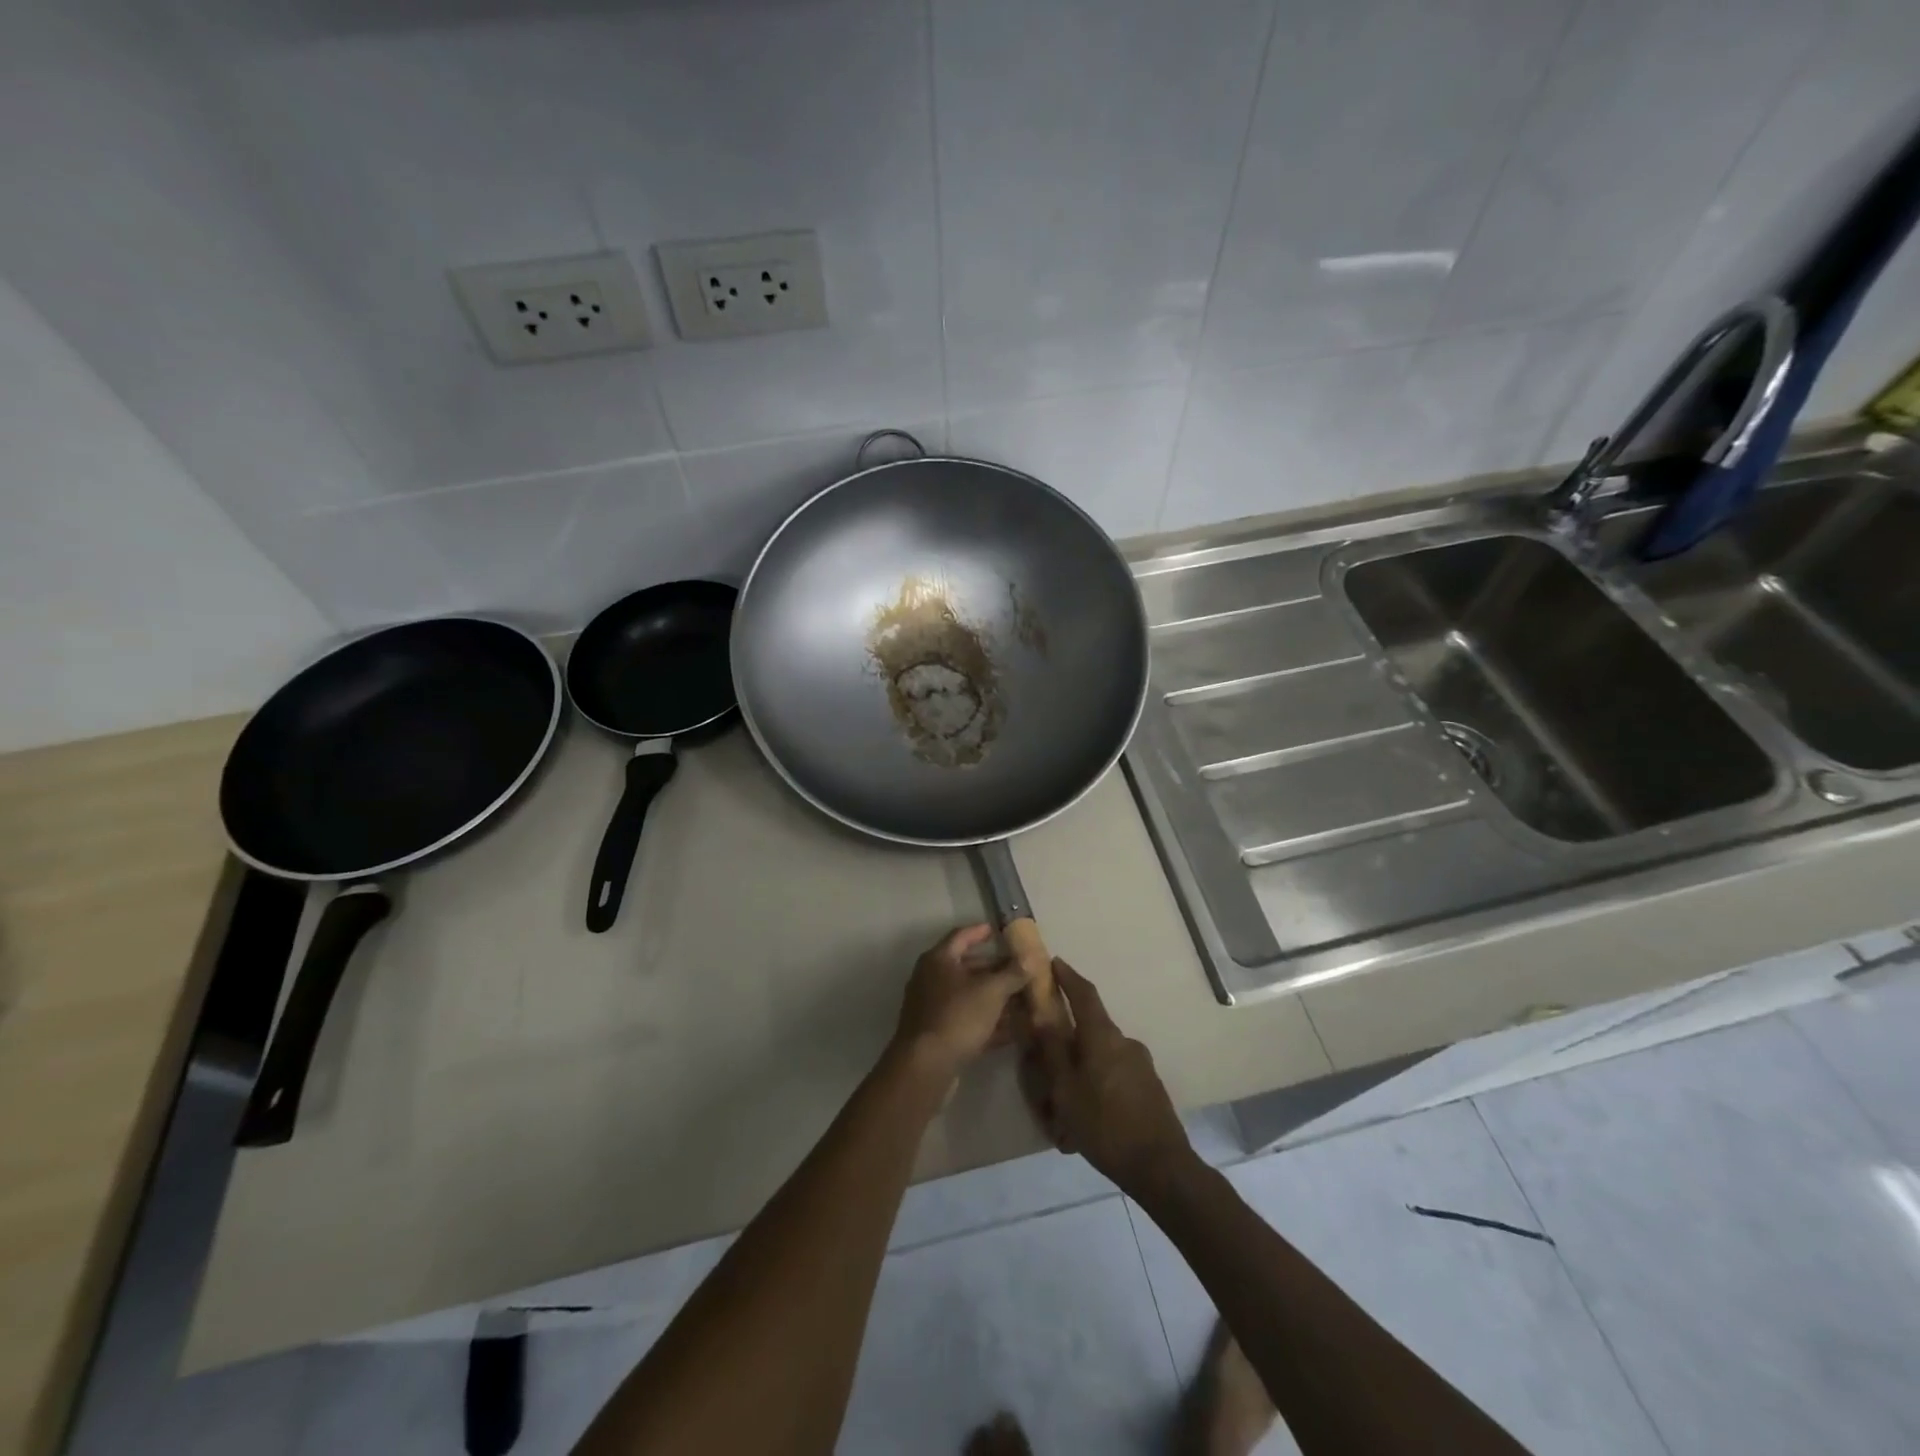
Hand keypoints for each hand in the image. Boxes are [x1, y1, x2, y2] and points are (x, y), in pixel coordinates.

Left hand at [892, 925, 1030, 1083]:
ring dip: (996, 998)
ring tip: (1024, 999)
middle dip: (996, 970)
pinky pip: (969, 1021)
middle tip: (1021, 970)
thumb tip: (1030, 958)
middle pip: (968, 967)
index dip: (981, 932)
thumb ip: (1012, 973)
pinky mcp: (939, 1035)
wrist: (925, 1067)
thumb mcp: (991, 991)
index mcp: (939, 960)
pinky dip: (989, 1022)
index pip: (962, 935)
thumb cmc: (957, 1016)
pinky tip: (1015, 1030)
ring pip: (970, 997)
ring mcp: (934, 1008)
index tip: (1000, 931)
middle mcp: (932, 979)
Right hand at [1022, 959, 1191, 1194]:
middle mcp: (1125, 1041)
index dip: (1068, 977)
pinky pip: (1116, 1073)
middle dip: (1070, 1038)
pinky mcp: (1150, 1086)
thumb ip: (1053, 1051)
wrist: (1161, 1167)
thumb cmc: (1105, 1125)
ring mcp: (1141, 1064)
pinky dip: (1098, 1083)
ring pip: (1103, 1055)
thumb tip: (1042, 1016)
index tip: (1054, 962)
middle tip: (1048, 1059)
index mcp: (1103, 1037)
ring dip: (1084, 1067)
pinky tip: (1089, 1115)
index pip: (1084, 994)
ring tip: (1065, 1101)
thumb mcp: (1066, 1090)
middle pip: (1092, 1028)